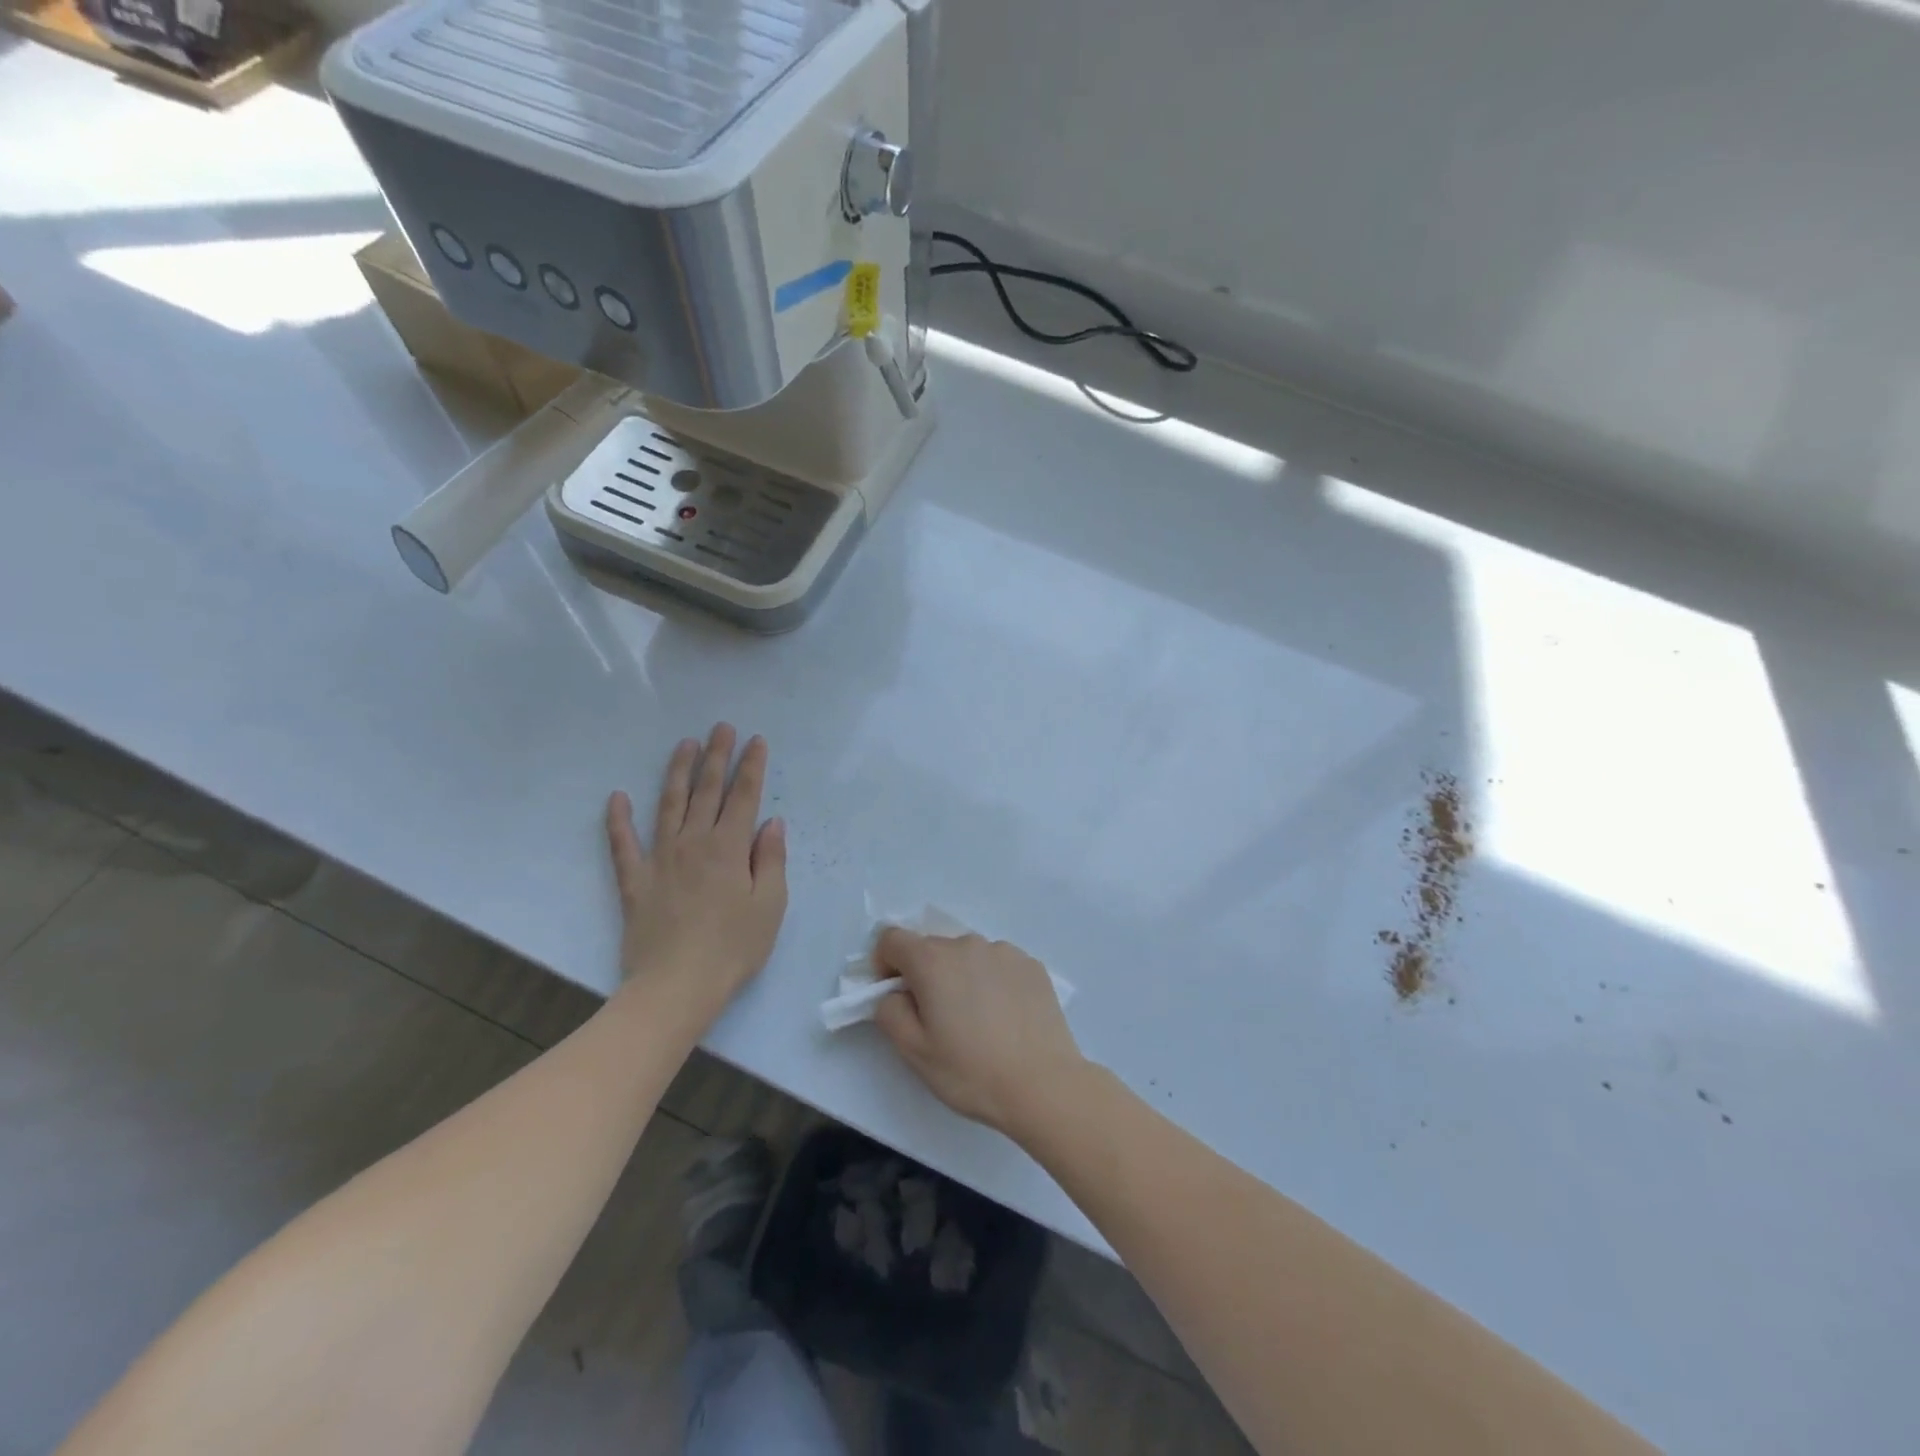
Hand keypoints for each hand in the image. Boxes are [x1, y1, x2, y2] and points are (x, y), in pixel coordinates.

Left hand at [605, 724, 787, 1029]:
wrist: (677, 985)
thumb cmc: (734, 947)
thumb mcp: (770, 905)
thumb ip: (771, 860)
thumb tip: (771, 823)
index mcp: (730, 848)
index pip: (743, 796)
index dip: (751, 766)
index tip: (755, 740)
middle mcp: (694, 843)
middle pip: (707, 791)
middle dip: (717, 756)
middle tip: (721, 727)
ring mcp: (660, 859)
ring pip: (669, 805)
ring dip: (677, 772)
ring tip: (685, 745)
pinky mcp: (635, 881)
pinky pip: (622, 844)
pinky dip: (618, 819)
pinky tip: (617, 797)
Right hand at [873, 930, 1086, 1139]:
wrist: (1044, 1085)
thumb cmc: (971, 1071)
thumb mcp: (914, 1052)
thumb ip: (890, 1012)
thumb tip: (895, 994)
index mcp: (933, 961)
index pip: (892, 939)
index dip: (884, 964)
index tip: (896, 996)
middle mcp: (968, 944)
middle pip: (931, 948)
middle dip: (924, 975)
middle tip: (938, 1019)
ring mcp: (1004, 951)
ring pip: (967, 956)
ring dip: (960, 977)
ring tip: (977, 1022)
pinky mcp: (1032, 965)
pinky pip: (998, 965)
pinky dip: (992, 982)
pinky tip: (1005, 1018)